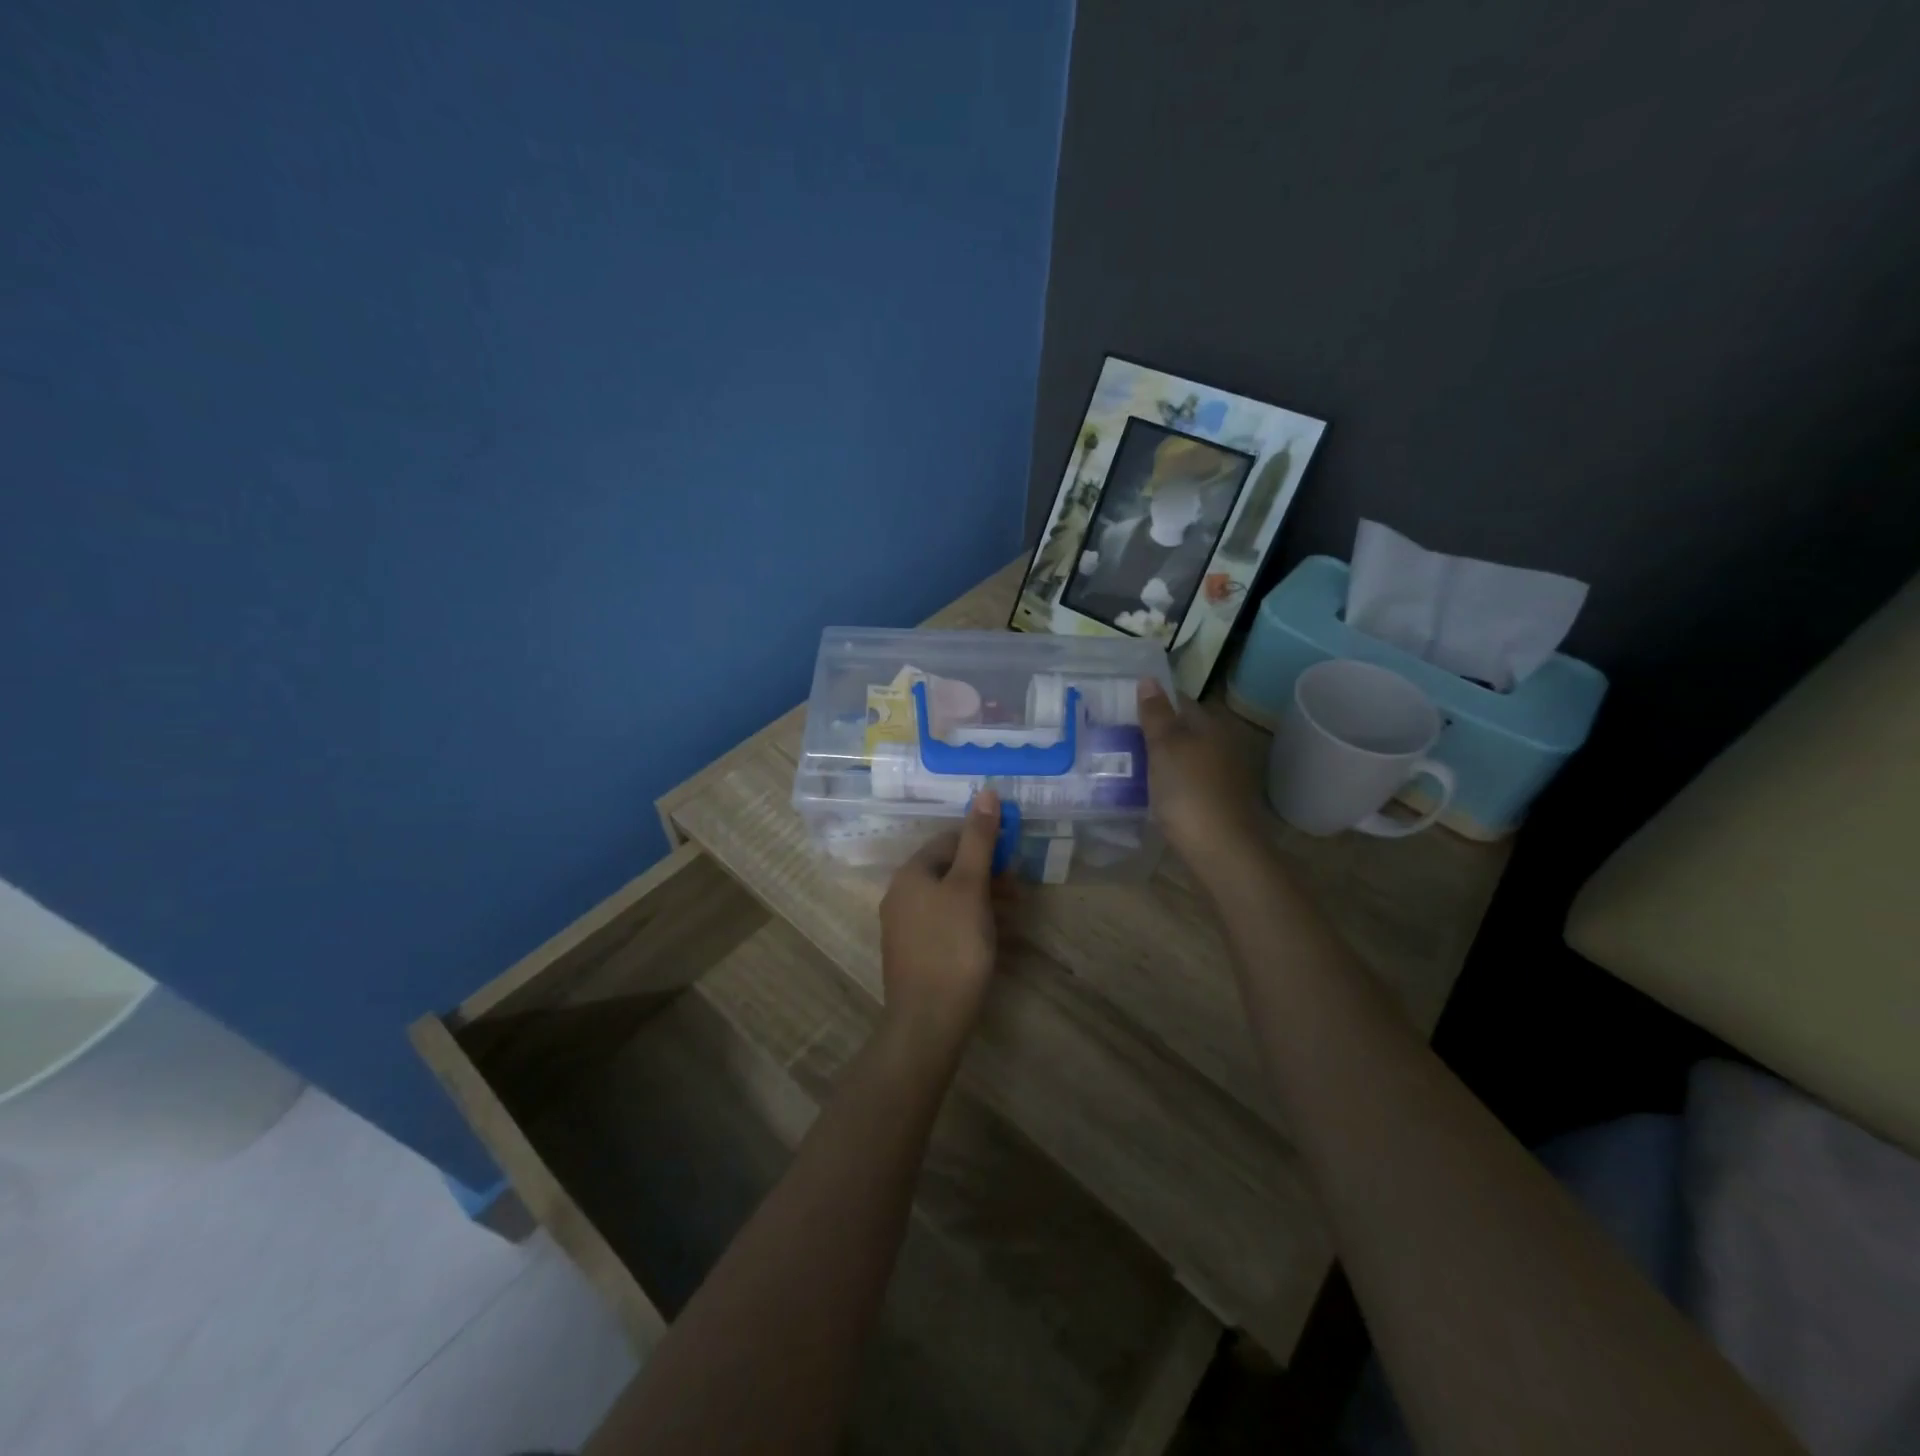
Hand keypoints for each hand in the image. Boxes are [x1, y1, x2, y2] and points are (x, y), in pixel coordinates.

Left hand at [878, 790, 1003, 1059]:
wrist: (928, 1021)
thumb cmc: (953, 946)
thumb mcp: (971, 887)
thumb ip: (979, 840)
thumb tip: (985, 791)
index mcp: (910, 873)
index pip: (949, 840)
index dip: (983, 843)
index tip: (1013, 858)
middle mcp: (901, 895)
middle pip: (950, 870)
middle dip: (986, 874)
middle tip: (1018, 889)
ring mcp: (905, 928)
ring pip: (950, 900)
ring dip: (983, 900)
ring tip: (1014, 914)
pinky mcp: (914, 955)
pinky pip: (945, 926)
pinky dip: (971, 924)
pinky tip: (995, 939)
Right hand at [1137, 680, 1265, 870]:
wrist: (1222, 851)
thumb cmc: (1189, 792)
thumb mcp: (1165, 748)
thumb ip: (1156, 715)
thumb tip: (1149, 679)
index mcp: (1211, 725)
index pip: (1180, 701)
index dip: (1153, 702)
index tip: (1122, 710)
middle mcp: (1222, 744)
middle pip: (1184, 730)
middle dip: (1155, 732)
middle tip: (1117, 737)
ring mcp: (1223, 775)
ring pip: (1186, 756)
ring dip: (1162, 758)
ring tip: (1127, 763)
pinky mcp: (1219, 802)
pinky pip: (1188, 781)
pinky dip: (1170, 781)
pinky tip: (1151, 791)